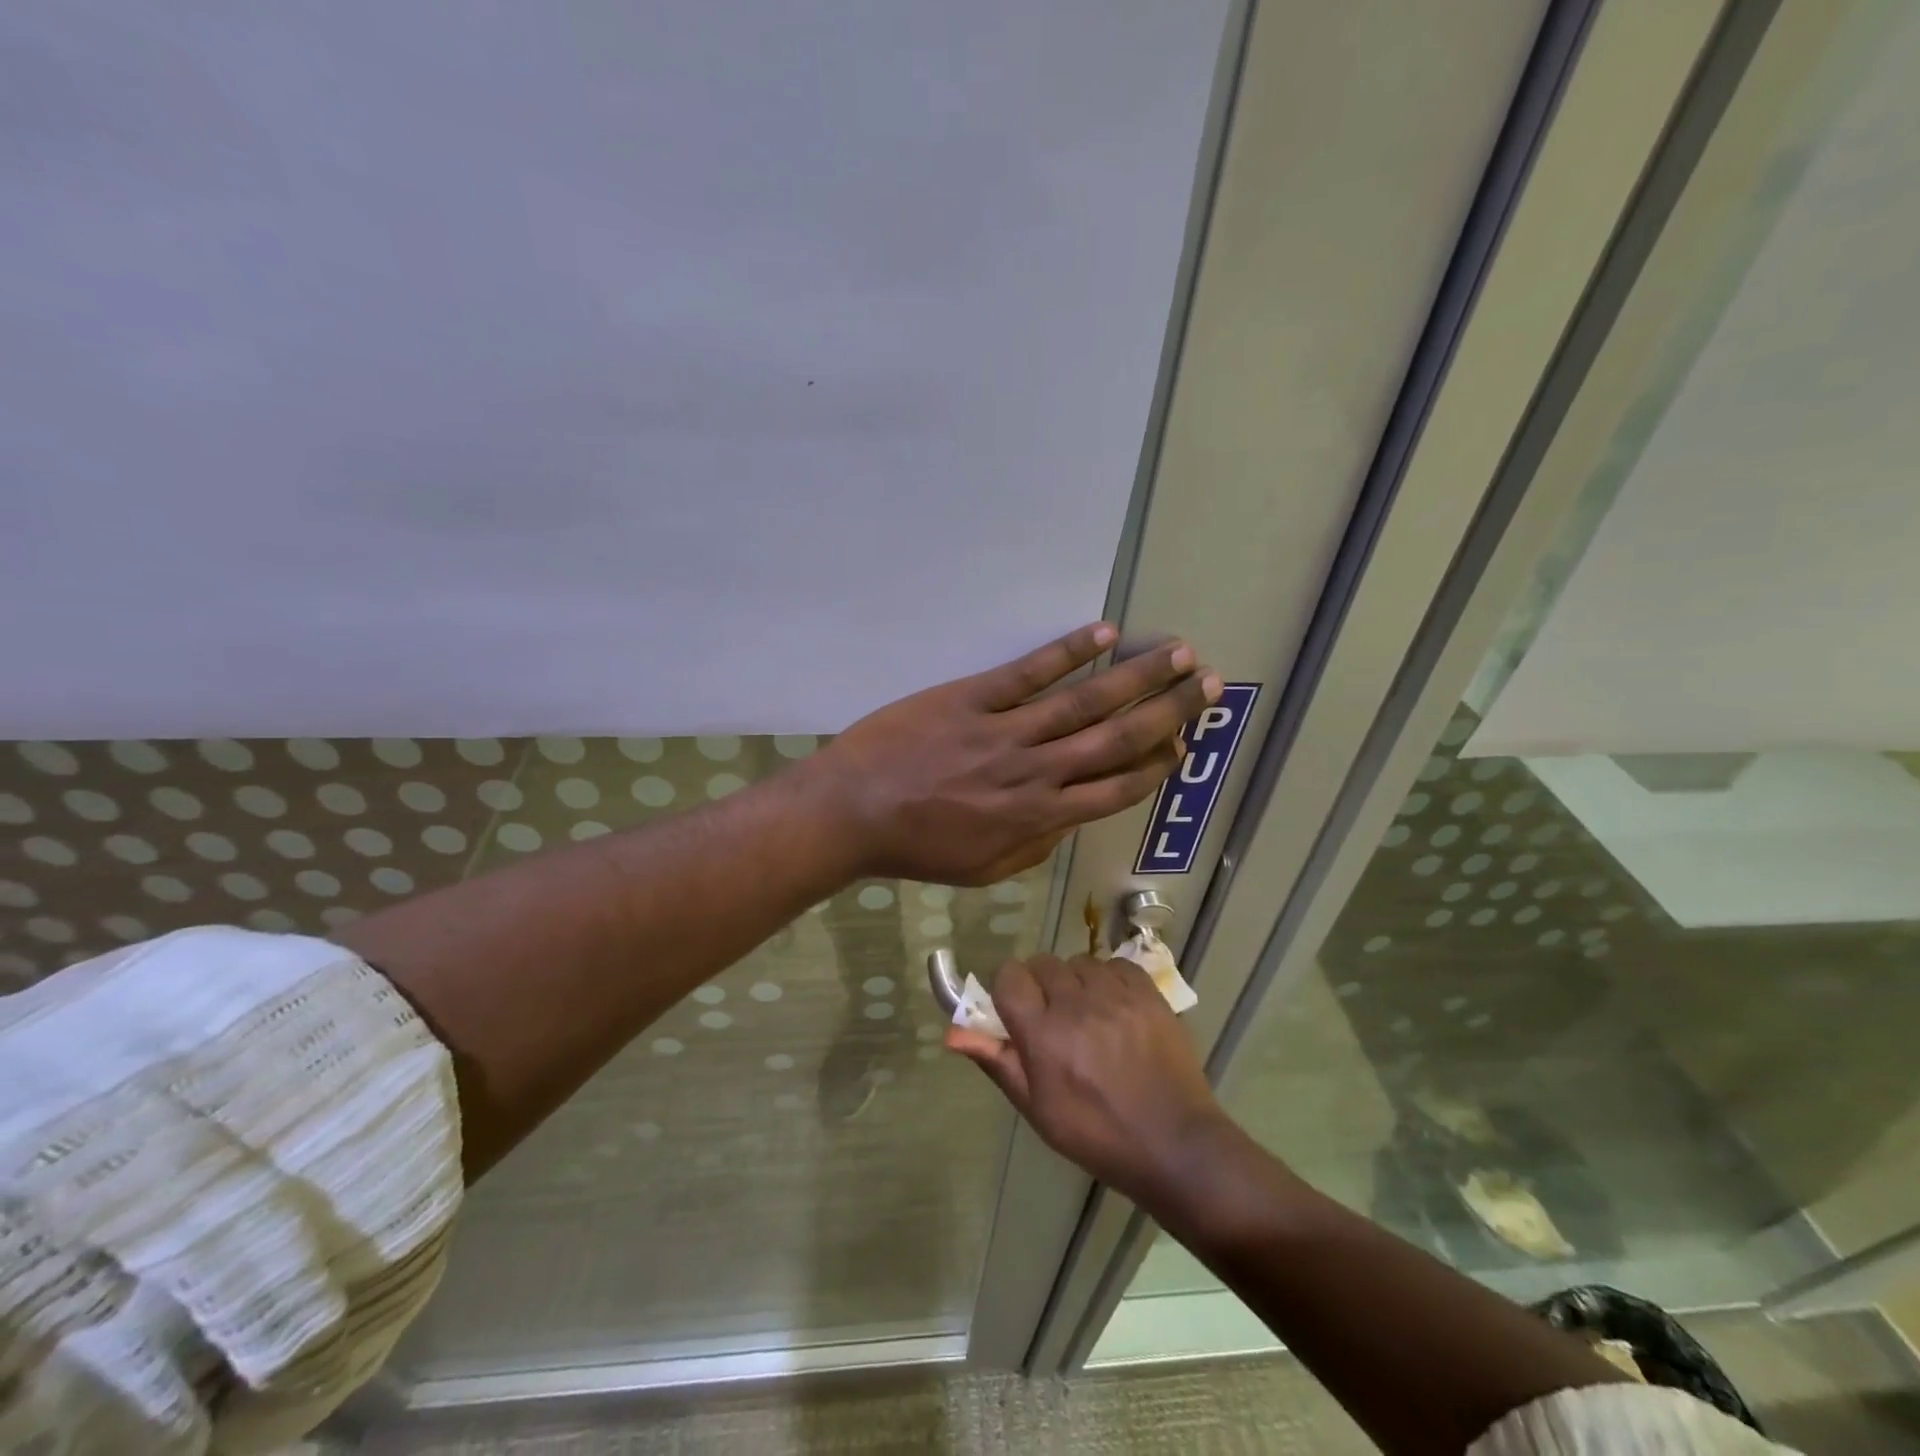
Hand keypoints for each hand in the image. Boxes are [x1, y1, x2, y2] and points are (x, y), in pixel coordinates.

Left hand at [817, 623, 1220, 884]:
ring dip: (1135, 676)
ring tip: (1176, 653)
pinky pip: (1027, 672)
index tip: (1184, 744)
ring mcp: (1005, 730)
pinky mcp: (971, 698)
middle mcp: (1034, 771)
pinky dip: (1067, 652)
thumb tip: (1072, 818)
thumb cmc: (917, 847)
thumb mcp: (984, 869)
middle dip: (1168, 711)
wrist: (852, 812)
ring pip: (1083, 701)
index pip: (1116, 789)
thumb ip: (1035, 845)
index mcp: (1038, 817)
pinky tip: (1103, 634)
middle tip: (1207, 685)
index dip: (1156, 765)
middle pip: (1115, 738)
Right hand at [946, 953, 1227, 1200]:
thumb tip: (952, 1032)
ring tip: (1087, 1015)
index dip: (1007, 990)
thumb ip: (996, 1061)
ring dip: (1074, 981)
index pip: (1009, 976)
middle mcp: (1076, 1003)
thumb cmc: (1096, 1133)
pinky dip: (1108, 979)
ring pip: (1077, 961)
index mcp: (1043, 1034)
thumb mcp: (1037, 1109)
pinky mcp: (1147, 991)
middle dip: (1039, 985)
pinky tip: (1114, 1008)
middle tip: (1053, 1019)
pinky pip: (1114, 963)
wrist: (1173, 1143)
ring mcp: (1116, 994)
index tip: (1016, 1012)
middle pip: (1041, 963)